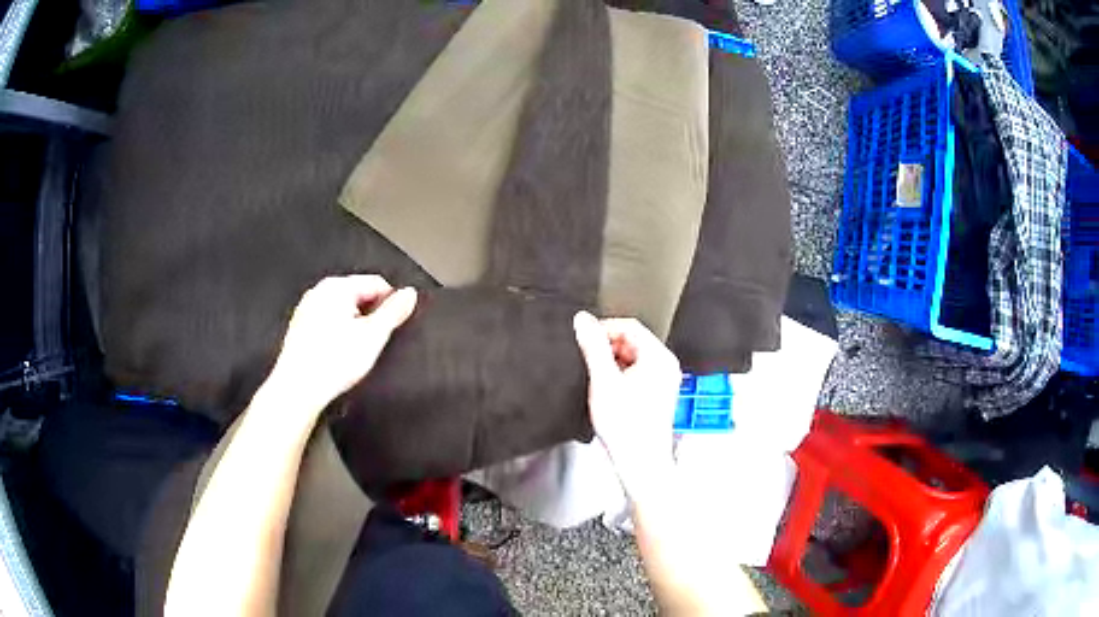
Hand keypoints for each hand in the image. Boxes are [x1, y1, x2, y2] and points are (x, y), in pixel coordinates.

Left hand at [267, 275, 416, 410]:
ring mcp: (307, 309)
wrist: (298, 389)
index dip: (391, 303)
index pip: (376, 283)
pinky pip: (328, 323)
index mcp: (337, 287)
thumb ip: (394, 312)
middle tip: (375, 342)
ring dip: (354, 326)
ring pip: (343, 310)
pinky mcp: (300, 327)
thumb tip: (409, 294)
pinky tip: (339, 355)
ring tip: (356, 352)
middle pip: (358, 295)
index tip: (395, 325)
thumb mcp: (373, 336)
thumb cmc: (331, 363)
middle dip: (371, 316)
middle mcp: (319, 292)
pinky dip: (338, 334)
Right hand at [572, 312, 680, 495]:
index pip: (629, 326)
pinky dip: (620, 379)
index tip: (585, 338)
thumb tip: (583, 321)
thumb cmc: (628, 429)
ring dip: (612, 365)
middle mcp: (666, 367)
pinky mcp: (657, 395)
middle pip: (632, 342)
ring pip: (633, 359)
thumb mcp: (603, 381)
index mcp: (659, 358)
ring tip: (599, 383)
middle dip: (608, 349)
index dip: (604, 329)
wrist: (640, 462)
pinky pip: (636, 375)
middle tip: (589, 364)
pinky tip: (608, 395)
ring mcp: (664, 381)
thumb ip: (593, 347)